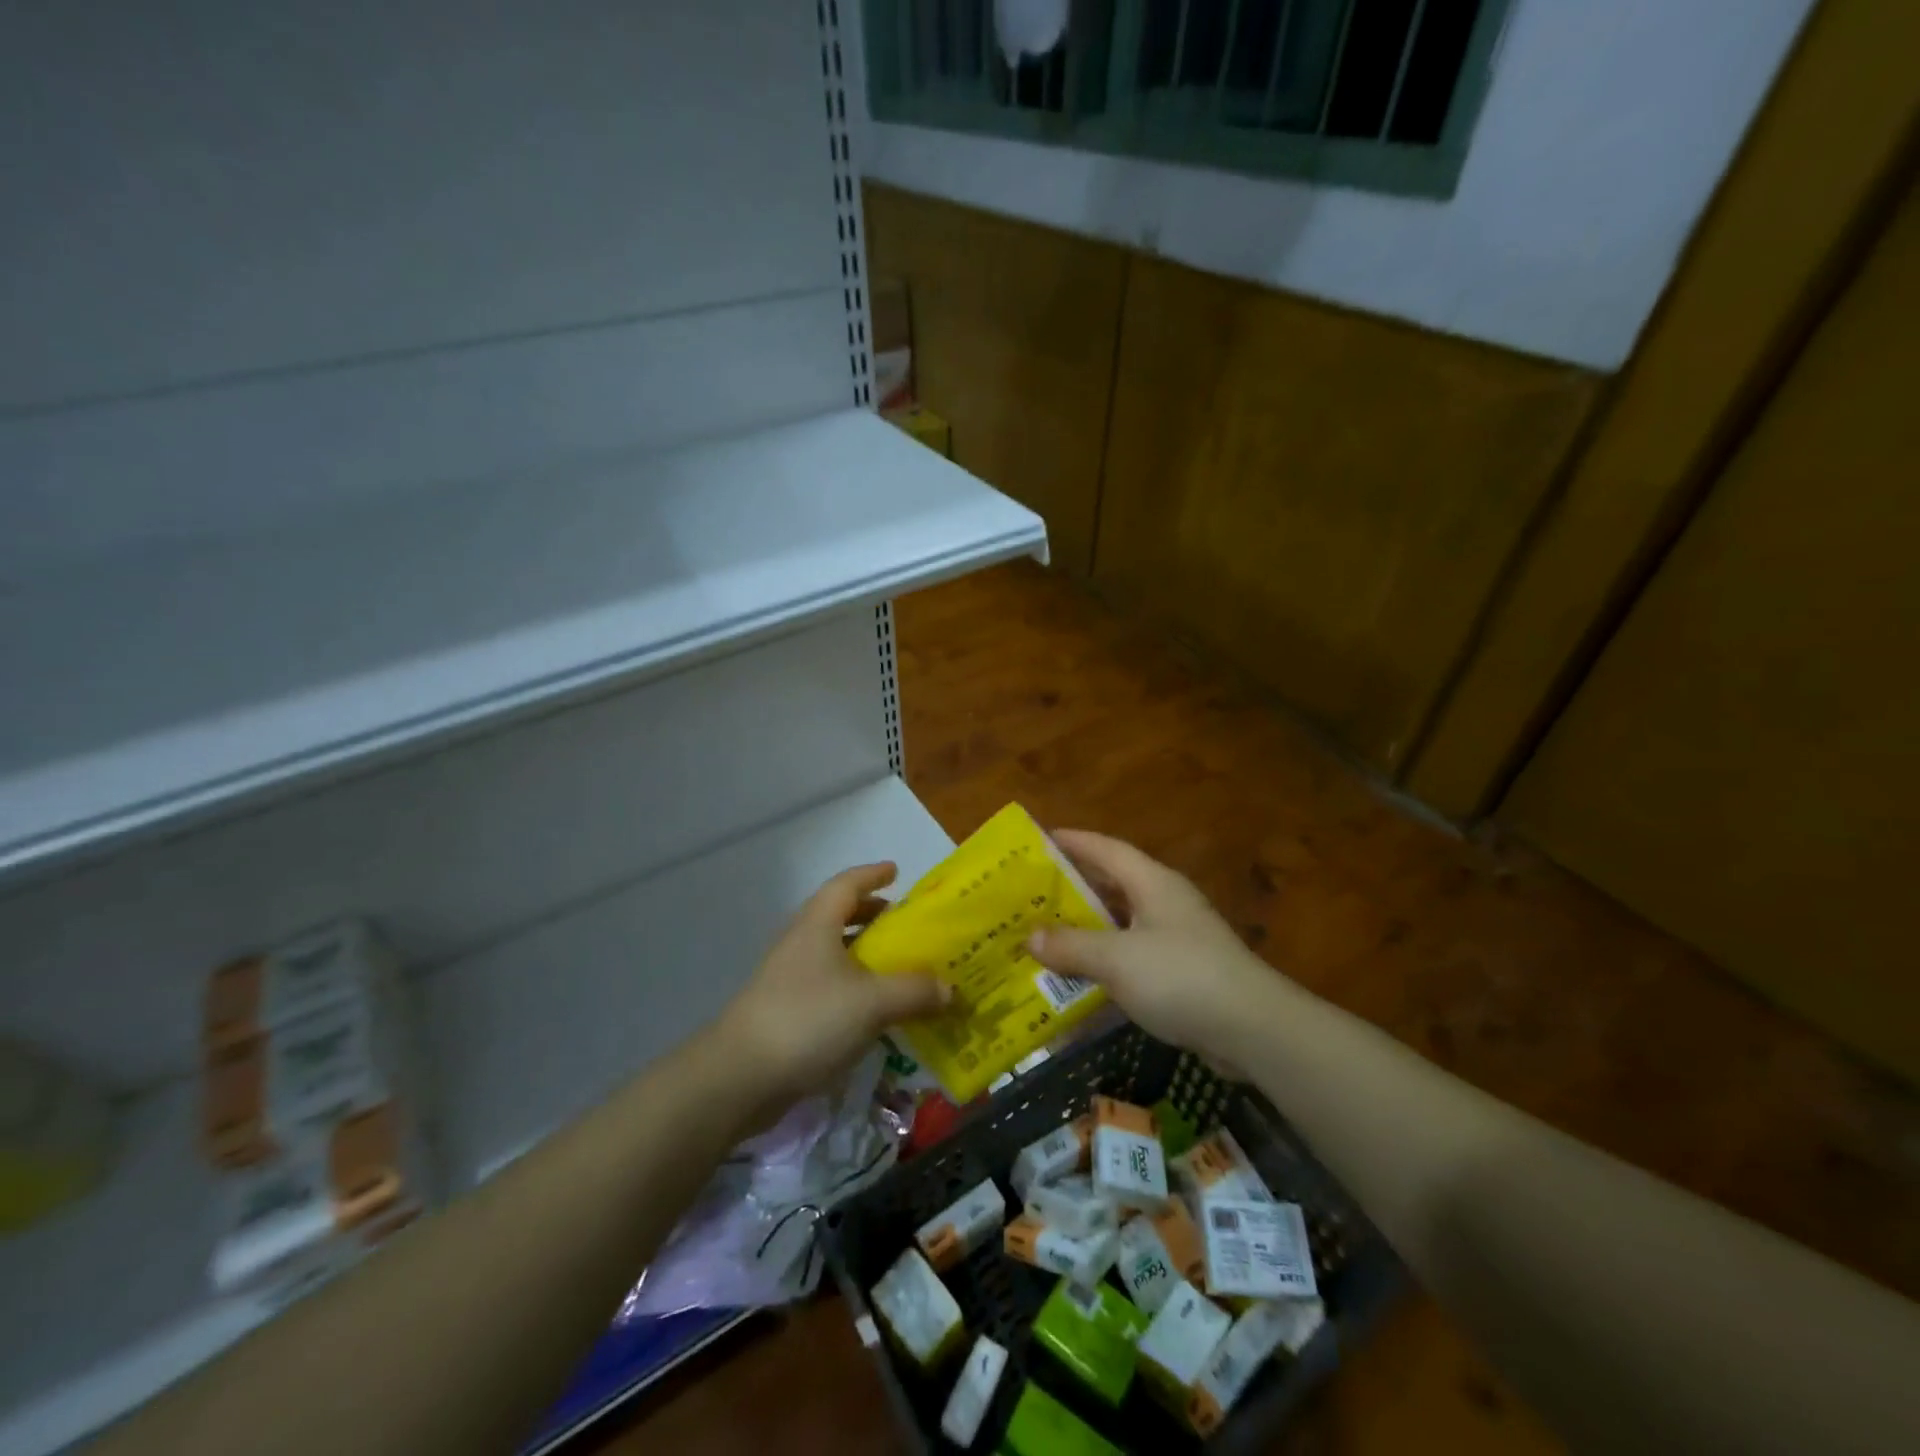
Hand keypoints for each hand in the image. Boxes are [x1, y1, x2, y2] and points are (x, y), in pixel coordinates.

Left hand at [715, 862, 948, 1105]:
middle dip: (871, 915)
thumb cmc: (808, 1020)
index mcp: (817, 925)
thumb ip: (914, 992)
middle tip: (904, 925)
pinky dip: (854, 987)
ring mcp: (788, 978)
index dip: (872, 874)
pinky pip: (828, 985)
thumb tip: (950, 989)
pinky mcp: (785, 1011)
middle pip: (838, 915)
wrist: (740, 1077)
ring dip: (864, 954)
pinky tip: (873, 1011)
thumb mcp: (872, 1002)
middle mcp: (800, 943)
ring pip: (832, 952)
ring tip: (896, 968)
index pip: (846, 884)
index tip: (896, 871)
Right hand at [1028, 831, 1287, 1072]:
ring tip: (1046, 934)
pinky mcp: (1183, 971)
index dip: (1073, 842)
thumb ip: (1071, 946)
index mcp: (1152, 883)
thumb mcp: (1116, 959)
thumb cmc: (1181, 976)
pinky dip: (1105, 960)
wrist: (1254, 1029)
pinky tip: (1081, 976)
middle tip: (1031, 893)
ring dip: (1087, 928)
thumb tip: (1030, 937)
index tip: (1039, 840)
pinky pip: (1133, 955)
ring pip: (1121, 922)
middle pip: (1112, 884)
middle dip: (1073, 887)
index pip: (1106, 849)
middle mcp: (1165, 902)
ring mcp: (1177, 937)